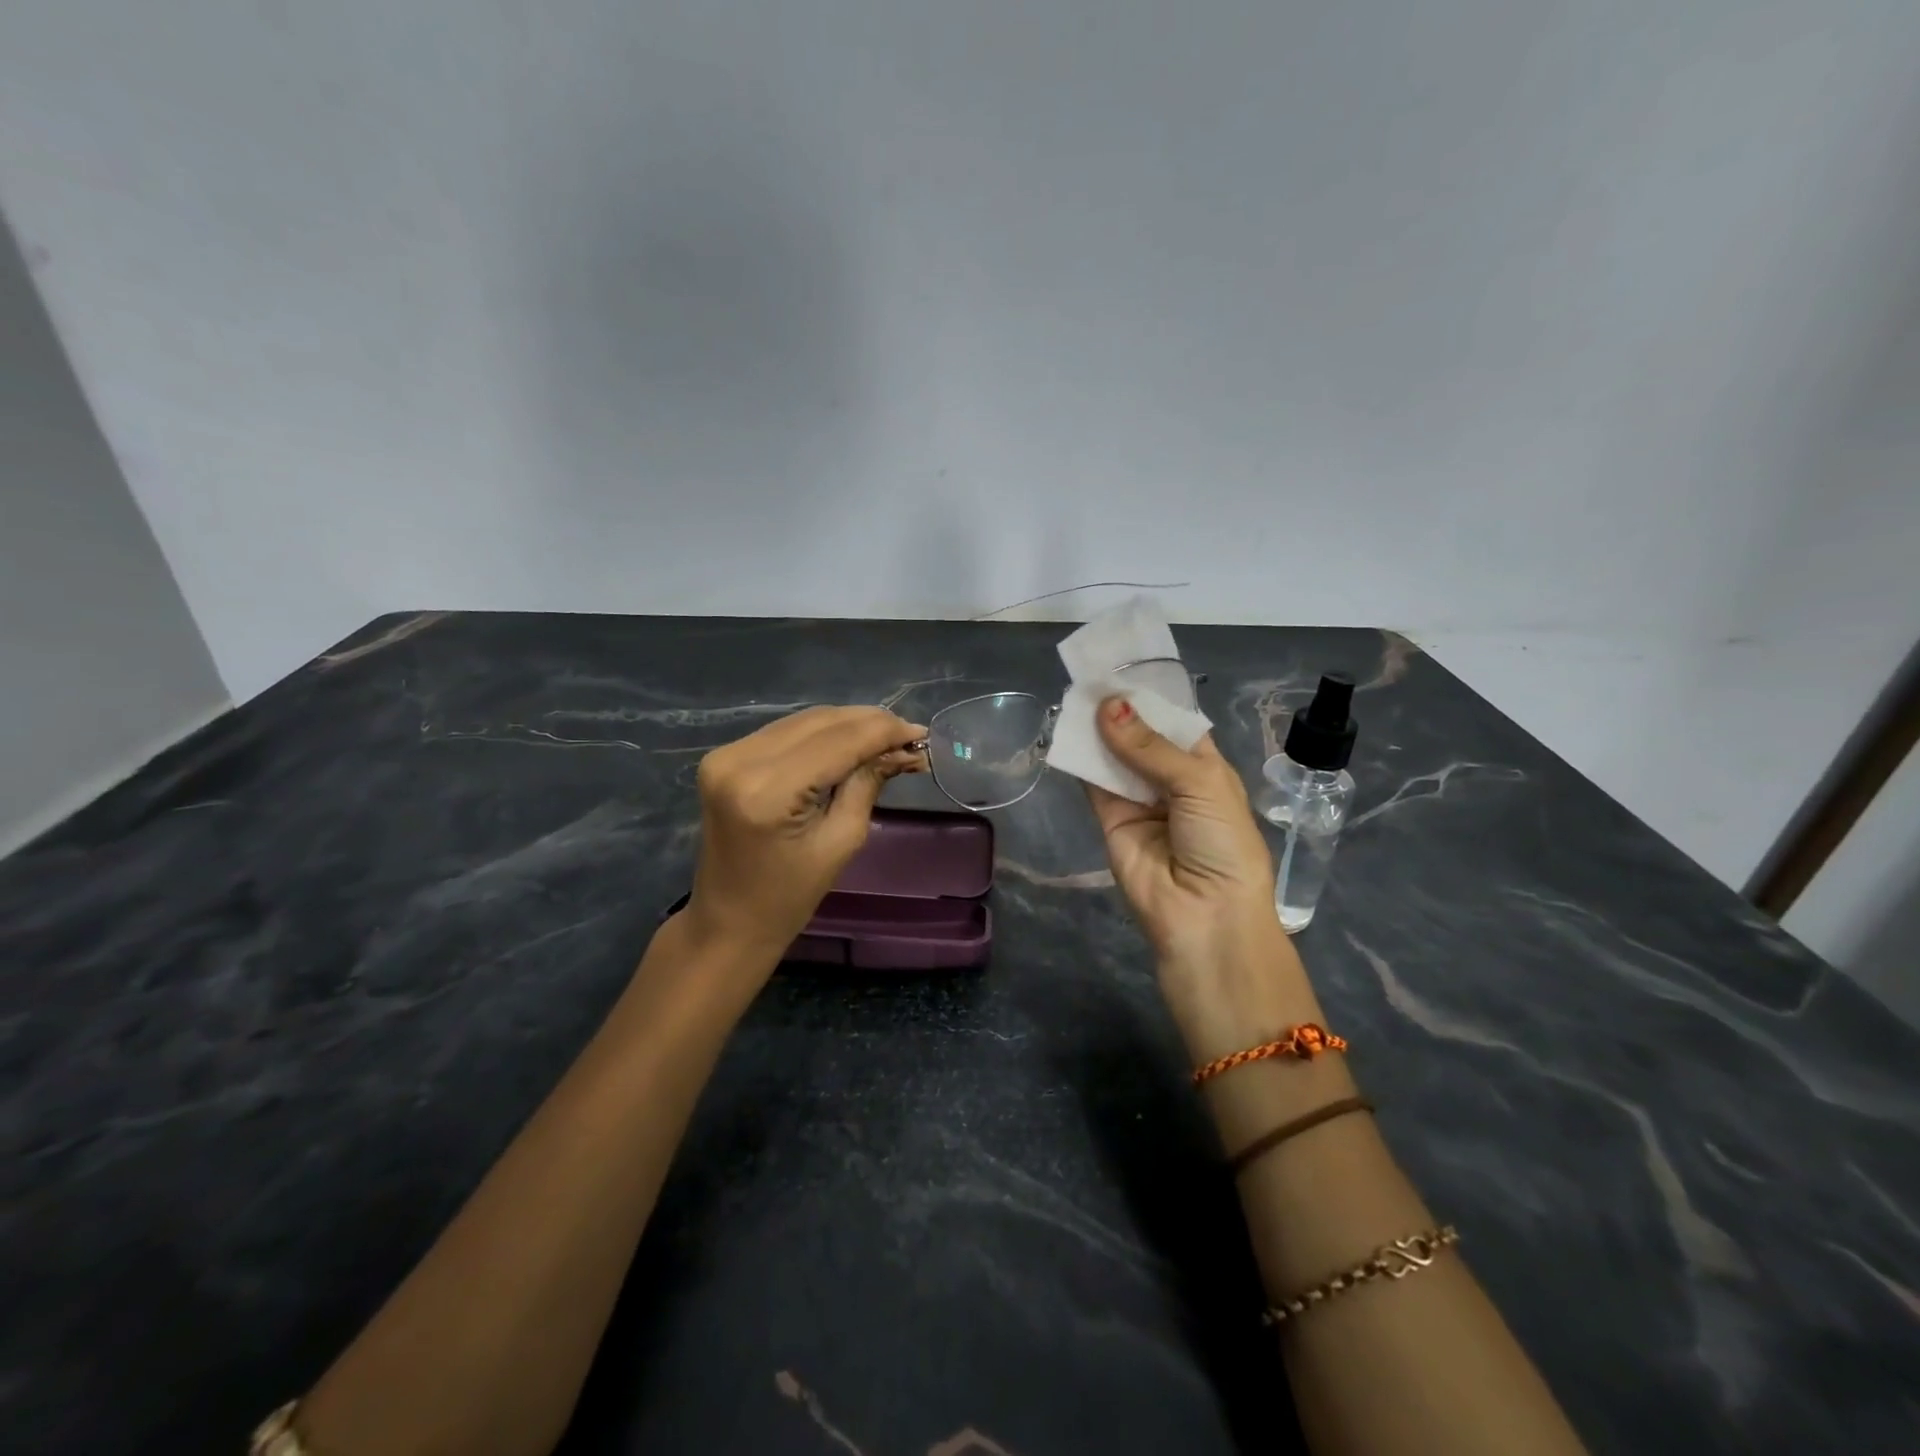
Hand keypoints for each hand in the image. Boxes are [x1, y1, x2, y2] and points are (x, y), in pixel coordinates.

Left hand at [682, 706, 925, 968]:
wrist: (729, 920)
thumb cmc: (790, 896)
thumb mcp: (842, 841)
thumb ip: (868, 783)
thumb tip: (903, 748)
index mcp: (768, 790)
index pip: (838, 741)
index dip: (883, 731)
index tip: (921, 733)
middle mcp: (740, 760)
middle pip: (821, 722)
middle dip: (870, 724)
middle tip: (910, 736)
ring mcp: (727, 754)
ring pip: (804, 720)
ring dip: (848, 725)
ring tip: (887, 738)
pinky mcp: (725, 756)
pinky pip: (786, 732)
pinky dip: (822, 733)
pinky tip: (851, 742)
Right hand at [1087, 697, 1320, 1058]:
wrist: (1204, 917)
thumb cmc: (1222, 844)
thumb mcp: (1199, 784)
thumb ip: (1149, 747)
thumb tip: (1107, 706)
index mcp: (1205, 768)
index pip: (1176, 723)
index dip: (1151, 698)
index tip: (1123, 667)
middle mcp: (1170, 780)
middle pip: (1140, 737)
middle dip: (1120, 710)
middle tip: (1091, 676)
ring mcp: (1138, 800)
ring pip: (1113, 756)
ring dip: (1097, 730)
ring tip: (1076, 694)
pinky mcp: (1110, 820)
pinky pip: (1093, 783)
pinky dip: (1080, 759)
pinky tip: (1066, 729)